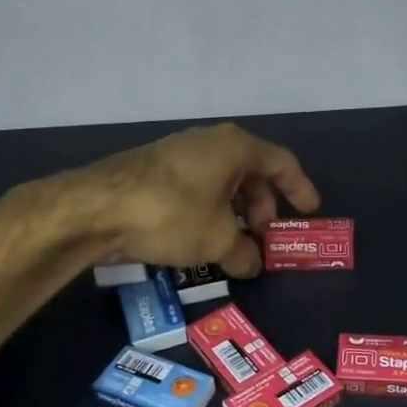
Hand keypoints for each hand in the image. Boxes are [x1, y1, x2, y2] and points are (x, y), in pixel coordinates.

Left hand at [83, 123, 319, 278]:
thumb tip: (253, 265)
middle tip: (264, 238)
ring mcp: (179, 153)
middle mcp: (209, 142)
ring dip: (233, 212)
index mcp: (235, 147)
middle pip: (250, 172)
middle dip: (262, 207)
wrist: (96, 207)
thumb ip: (243, 253)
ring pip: (221, 181)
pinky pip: (196, 187)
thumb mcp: (216, 240)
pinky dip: (208, 210)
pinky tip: (200, 238)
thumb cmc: (172, 213)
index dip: (299, 188)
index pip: (281, 163)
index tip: (310, 211)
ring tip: (233, 244)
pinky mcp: (153, 170)